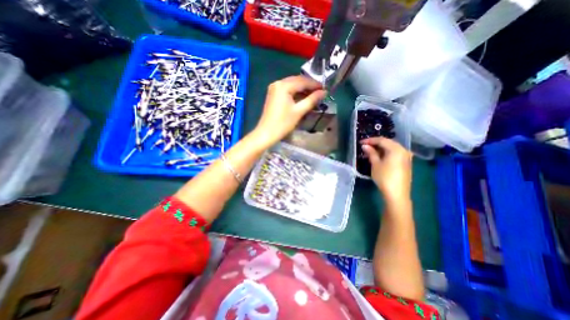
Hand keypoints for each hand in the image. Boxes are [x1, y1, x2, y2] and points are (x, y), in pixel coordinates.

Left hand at [253, 75, 323, 146]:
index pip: (303, 81)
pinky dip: (295, 92)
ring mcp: (274, 88)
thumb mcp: (299, 111)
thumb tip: (324, 92)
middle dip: (309, 85)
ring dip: (302, 89)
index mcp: (283, 85)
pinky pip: (287, 89)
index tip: (325, 89)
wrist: (266, 133)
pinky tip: (302, 97)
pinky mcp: (273, 94)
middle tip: (320, 92)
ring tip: (313, 95)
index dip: (315, 84)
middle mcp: (278, 83)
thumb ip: (312, 100)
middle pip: (297, 80)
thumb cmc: (283, 123)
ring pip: (292, 85)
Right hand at [362, 137, 412, 202]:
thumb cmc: (384, 177)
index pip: (382, 140)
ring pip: (392, 148)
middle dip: (376, 143)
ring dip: (381, 148)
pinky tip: (380, 156)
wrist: (397, 194)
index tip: (361, 142)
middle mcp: (404, 150)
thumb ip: (371, 153)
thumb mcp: (375, 164)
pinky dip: (387, 153)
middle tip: (365, 146)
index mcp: (396, 149)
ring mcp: (406, 157)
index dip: (370, 140)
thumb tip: (365, 146)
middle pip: (388, 143)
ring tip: (370, 151)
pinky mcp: (406, 163)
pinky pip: (395, 154)